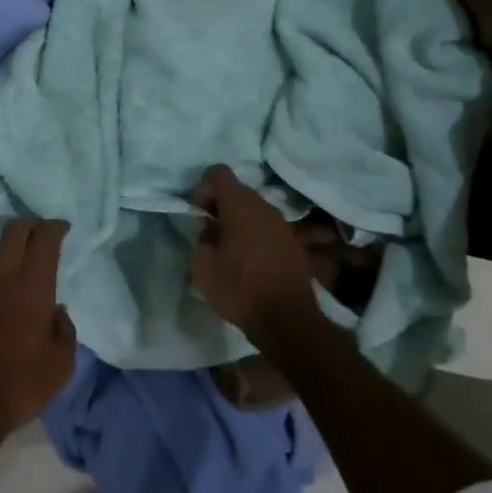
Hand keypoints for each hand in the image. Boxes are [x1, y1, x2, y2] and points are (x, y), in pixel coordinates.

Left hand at [0, 219, 75, 441]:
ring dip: (10, 256)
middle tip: (42, 235)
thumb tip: (57, 313)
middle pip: (14, 231)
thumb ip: (64, 330)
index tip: (63, 228)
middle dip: (30, 225)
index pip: (44, 237)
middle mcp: (2, 278)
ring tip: (21, 274)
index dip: (55, 227)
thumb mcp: (61, 363)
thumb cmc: (21, 383)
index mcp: (32, 284)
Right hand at [190, 165, 318, 341]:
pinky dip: (253, 236)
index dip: (202, 187)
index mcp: (240, 204)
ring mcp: (283, 224)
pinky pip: (266, 228)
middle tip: (207, 233)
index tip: (197, 213)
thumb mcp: (203, 265)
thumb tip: (209, 228)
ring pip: (253, 210)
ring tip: (226, 250)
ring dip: (237, 222)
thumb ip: (201, 237)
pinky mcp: (294, 243)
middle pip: (237, 190)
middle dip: (219, 206)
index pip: (218, 172)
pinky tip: (247, 262)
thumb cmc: (239, 288)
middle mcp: (265, 206)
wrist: (288, 320)